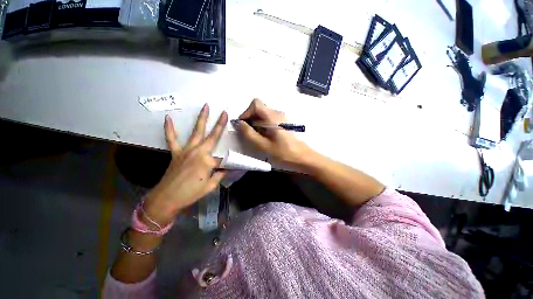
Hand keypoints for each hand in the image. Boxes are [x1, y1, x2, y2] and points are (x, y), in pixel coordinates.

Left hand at [143, 104, 227, 225]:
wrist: (166, 198)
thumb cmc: (190, 194)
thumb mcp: (210, 186)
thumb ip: (220, 174)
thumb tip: (226, 168)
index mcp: (208, 161)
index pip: (223, 158)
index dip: (229, 162)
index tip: (233, 165)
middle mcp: (199, 152)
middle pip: (212, 136)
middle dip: (220, 124)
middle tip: (224, 112)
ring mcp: (186, 150)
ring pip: (196, 132)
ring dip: (201, 119)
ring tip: (205, 107)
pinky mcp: (176, 152)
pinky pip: (172, 139)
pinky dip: (170, 128)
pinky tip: (168, 118)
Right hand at [236, 99, 311, 164]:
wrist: (303, 157)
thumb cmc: (284, 153)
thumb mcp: (263, 145)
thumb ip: (249, 134)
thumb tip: (239, 123)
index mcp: (273, 117)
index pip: (255, 104)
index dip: (246, 112)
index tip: (243, 125)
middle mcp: (277, 113)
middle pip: (259, 108)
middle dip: (250, 119)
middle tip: (250, 134)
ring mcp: (282, 117)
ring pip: (263, 114)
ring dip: (256, 123)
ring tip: (257, 137)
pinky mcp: (283, 123)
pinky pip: (269, 119)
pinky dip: (263, 125)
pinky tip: (265, 137)